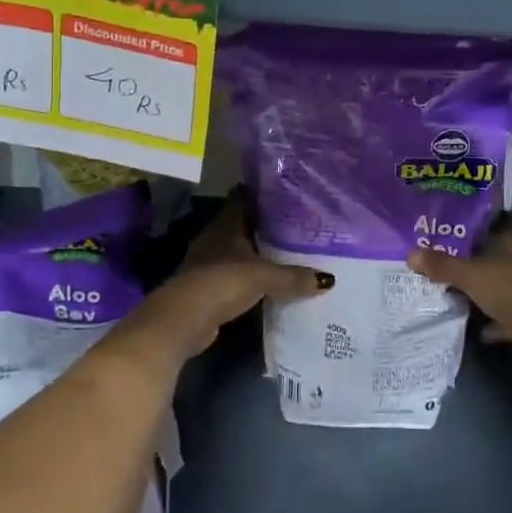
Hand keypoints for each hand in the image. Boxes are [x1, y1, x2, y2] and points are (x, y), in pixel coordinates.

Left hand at [136, 191, 330, 356]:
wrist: (184, 319)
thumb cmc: (222, 281)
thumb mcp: (264, 276)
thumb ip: (294, 276)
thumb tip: (328, 280)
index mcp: (227, 224)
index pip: (243, 197)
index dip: (262, 193)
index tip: (286, 193)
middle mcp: (216, 238)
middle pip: (243, 224)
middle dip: (266, 225)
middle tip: (296, 225)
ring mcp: (208, 263)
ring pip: (238, 251)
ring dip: (257, 253)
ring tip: (288, 254)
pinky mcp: (207, 288)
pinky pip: (235, 276)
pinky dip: (249, 278)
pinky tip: (268, 283)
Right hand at [406, 206, 511, 366]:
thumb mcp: (470, 276)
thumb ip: (442, 265)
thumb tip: (410, 254)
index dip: (504, 211)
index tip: (482, 216)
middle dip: (492, 248)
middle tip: (463, 251)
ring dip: (497, 280)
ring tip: (469, 286)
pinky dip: (503, 312)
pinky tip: (483, 324)